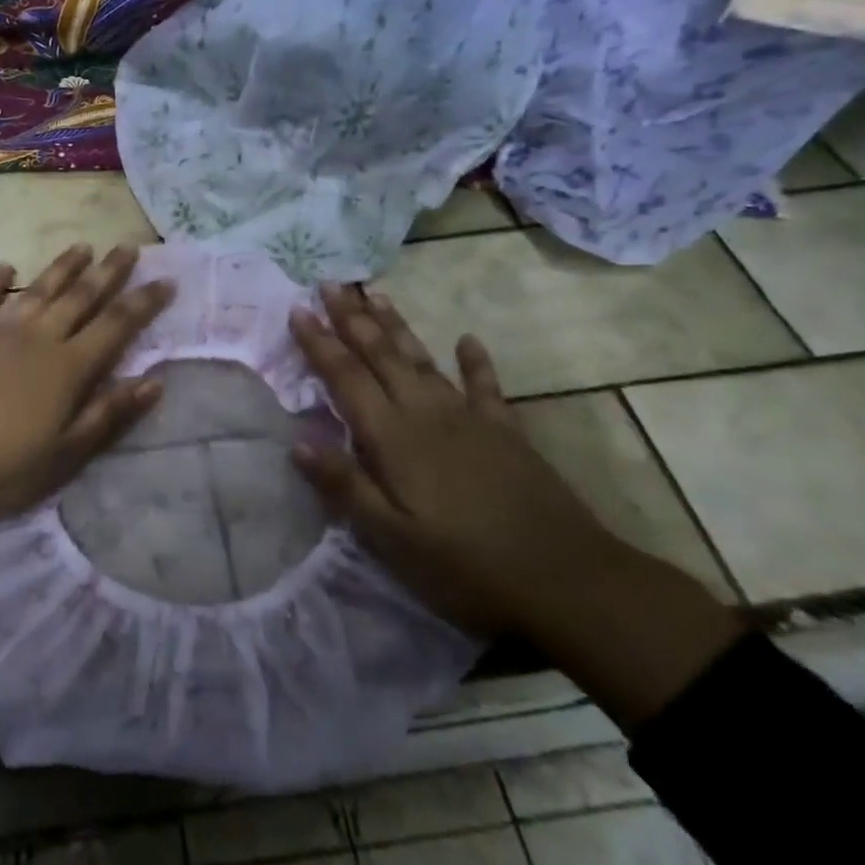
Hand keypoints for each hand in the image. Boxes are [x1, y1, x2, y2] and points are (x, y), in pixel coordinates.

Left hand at [0, 243, 174, 529]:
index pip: (116, 325)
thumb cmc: (2, 470)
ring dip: (62, 268)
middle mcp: (37, 340)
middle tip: (128, 247)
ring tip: (82, 247)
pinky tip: (5, 268)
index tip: (165, 280)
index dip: (143, 302)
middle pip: (80, 297)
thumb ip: (110, 414)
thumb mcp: (66, 454)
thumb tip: (154, 382)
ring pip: (37, 291)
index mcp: (68, 368)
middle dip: (108, 272)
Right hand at [288, 284, 617, 638]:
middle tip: (330, 284)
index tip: (297, 310)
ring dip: (396, 326)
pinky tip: (468, 340)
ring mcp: (469, 418)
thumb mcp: (392, 540)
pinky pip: (485, 386)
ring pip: (422, 359)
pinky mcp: (506, 431)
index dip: (319, 343)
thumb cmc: (466, 567)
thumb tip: (297, 443)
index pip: (346, 378)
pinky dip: (475, 362)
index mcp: (393, 438)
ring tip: (376, 295)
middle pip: (381, 355)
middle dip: (352, 318)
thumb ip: (345, 487)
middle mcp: (426, 414)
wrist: (567, 581)